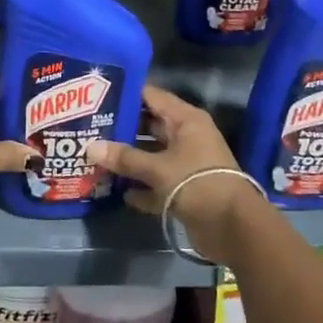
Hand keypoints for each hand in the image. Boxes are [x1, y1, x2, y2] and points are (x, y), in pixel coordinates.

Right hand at [89, 85, 267, 261]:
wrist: (233, 228)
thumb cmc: (197, 183)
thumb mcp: (158, 168)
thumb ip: (124, 158)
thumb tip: (90, 147)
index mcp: (185, 120)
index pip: (151, 96)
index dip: (125, 94)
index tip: (96, 95)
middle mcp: (186, 136)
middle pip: (149, 126)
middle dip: (121, 129)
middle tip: (89, 127)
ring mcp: (186, 163)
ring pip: (152, 155)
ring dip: (129, 160)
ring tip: (96, 158)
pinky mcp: (185, 189)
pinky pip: (158, 183)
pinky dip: (142, 187)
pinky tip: (119, 192)